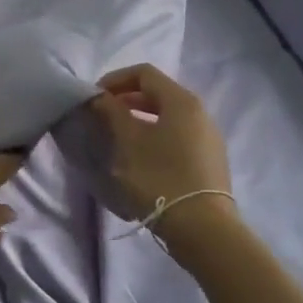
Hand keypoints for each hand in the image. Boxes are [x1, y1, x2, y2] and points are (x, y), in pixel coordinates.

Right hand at [90, 64, 232, 230]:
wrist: (203, 228)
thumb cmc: (160, 178)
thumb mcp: (129, 143)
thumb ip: (112, 113)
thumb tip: (99, 97)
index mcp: (182, 101)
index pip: (144, 73)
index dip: (115, 79)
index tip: (94, 97)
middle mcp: (200, 112)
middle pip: (158, 93)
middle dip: (126, 100)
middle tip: (101, 116)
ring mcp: (208, 137)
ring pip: (168, 116)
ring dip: (140, 120)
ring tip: (117, 138)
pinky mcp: (209, 160)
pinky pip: (177, 136)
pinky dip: (155, 136)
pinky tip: (140, 158)